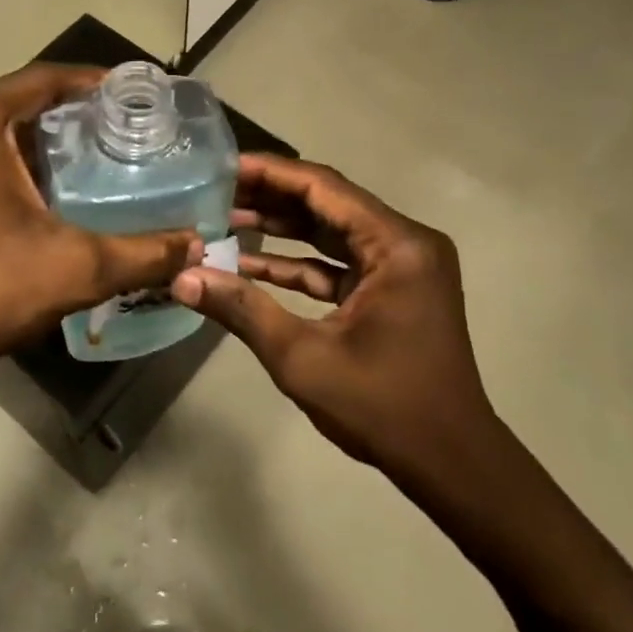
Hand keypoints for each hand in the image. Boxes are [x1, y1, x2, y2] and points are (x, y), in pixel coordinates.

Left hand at [0, 64, 201, 380]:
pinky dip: (6, 158)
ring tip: (91, 152)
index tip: (130, 92)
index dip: (90, 82)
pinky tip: (43, 184)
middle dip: (67, 112)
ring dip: (36, 137)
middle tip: (118, 127)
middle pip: (16, 101)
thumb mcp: (77, 268)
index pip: (43, 79)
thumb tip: (196, 243)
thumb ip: (144, 253)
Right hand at [173, 155, 502, 485]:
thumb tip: (181, 278)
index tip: (222, 166)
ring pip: (332, 232)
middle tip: (214, 192)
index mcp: (397, 245)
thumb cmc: (383, 407)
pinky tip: (249, 263)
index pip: (324, 187)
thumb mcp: (302, 357)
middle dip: (271, 197)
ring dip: (282, 228)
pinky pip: (340, 264)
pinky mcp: (393, 291)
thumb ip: (241, 309)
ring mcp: (402, 268)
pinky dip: (299, 264)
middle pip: (328, 203)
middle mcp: (406, 243)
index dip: (270, 173)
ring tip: (224, 219)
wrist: (451, 465)